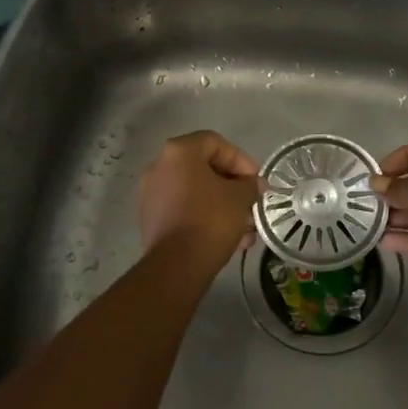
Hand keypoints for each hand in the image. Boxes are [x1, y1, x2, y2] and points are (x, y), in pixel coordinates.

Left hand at [137, 130, 260, 264]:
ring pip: (195, 192)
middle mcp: (160, 167)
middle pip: (204, 168)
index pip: (215, 143)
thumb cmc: (210, 220)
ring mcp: (152, 193)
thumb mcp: (240, 197)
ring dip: (222, 205)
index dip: (241, 159)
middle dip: (232, 186)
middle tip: (251, 203)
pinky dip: (205, 217)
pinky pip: (184, 209)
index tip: (255, 181)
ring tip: (245, 227)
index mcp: (179, 152)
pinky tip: (229, 239)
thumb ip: (249, 184)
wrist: (177, 265)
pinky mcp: (151, 219)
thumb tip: (254, 184)